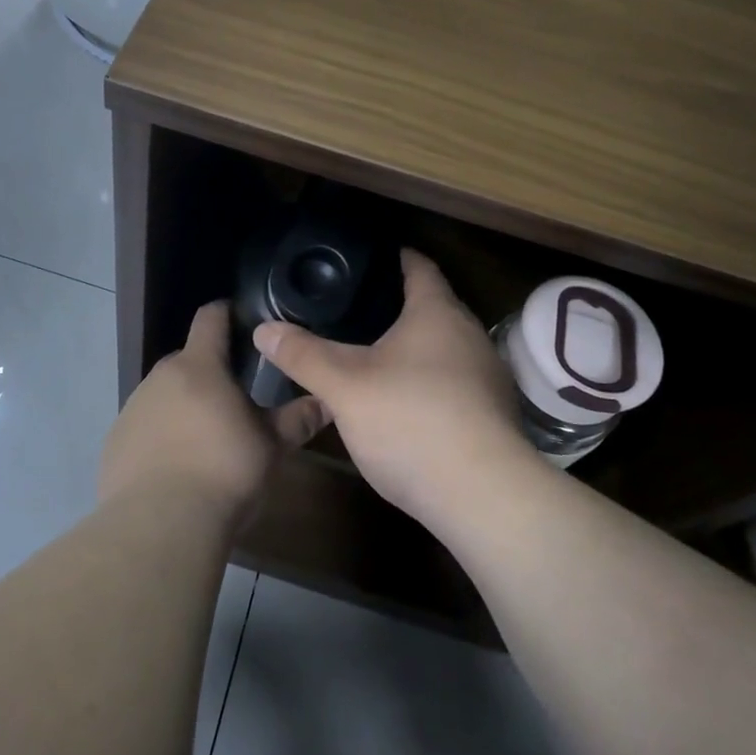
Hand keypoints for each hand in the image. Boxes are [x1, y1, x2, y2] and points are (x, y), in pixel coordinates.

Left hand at [99, 301, 328, 525]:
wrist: (159, 526)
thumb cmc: (224, 473)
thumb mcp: (271, 446)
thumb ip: (298, 419)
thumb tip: (327, 401)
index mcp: (199, 367)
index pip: (211, 318)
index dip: (227, 313)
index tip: (243, 321)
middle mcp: (160, 378)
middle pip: (187, 360)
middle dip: (209, 372)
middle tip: (235, 400)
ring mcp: (132, 409)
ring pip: (164, 395)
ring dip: (183, 406)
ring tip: (206, 441)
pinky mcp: (115, 443)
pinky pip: (144, 428)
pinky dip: (160, 437)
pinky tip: (175, 469)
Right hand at [252, 250, 543, 527]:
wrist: (483, 497)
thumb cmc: (412, 421)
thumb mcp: (345, 387)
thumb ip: (304, 355)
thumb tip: (264, 329)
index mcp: (438, 313)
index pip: (418, 266)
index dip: (392, 257)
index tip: (363, 258)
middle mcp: (469, 335)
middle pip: (431, 306)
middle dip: (395, 305)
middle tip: (350, 308)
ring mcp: (486, 377)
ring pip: (442, 347)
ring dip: (411, 347)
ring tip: (368, 353)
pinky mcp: (492, 414)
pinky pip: (452, 382)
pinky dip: (425, 380)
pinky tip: (400, 401)